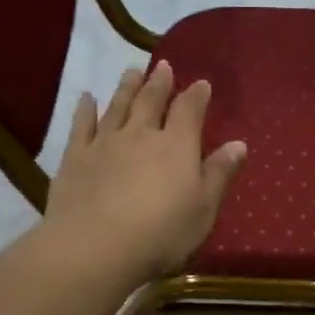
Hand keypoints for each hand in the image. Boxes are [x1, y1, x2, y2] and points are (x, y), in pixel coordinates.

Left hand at [44, 60, 247, 283]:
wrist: (94, 247)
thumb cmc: (161, 234)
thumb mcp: (203, 209)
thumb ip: (219, 174)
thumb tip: (239, 144)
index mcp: (177, 146)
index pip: (189, 111)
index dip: (196, 96)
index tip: (201, 83)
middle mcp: (141, 135)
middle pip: (151, 101)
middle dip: (159, 83)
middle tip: (162, 66)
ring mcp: (104, 143)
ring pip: (118, 107)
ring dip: (126, 87)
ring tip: (131, 71)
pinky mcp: (75, 158)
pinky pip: (81, 125)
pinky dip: (85, 109)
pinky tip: (86, 98)